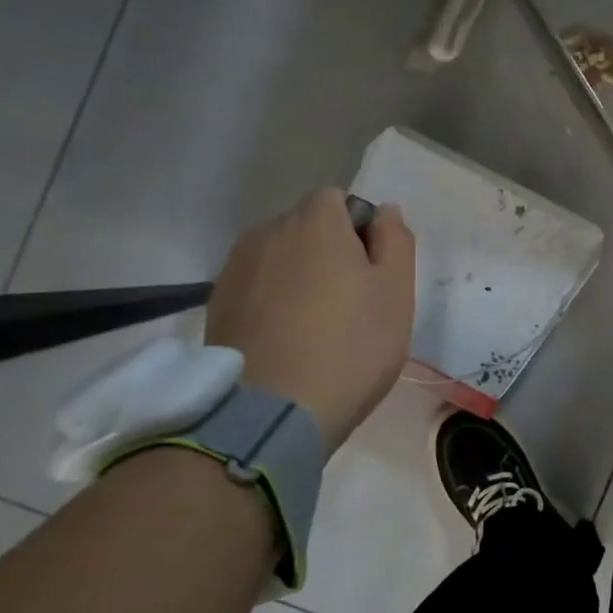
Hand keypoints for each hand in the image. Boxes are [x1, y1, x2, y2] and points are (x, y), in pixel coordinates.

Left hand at [207, 190, 414, 450]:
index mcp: (316, 221)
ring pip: (279, 258)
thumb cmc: (350, 347)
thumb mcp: (396, 293)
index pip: (339, 201)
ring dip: (297, 277)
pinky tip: (285, 341)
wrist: (272, 412)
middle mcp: (268, 232)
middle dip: (327, 253)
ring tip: (313, 327)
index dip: (359, 231)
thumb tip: (384, 211)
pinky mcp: (216, 305)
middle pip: (306, 228)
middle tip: (349, 305)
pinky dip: (271, 303)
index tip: (371, 273)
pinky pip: (255, 288)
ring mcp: (235, 268)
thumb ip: (395, 241)